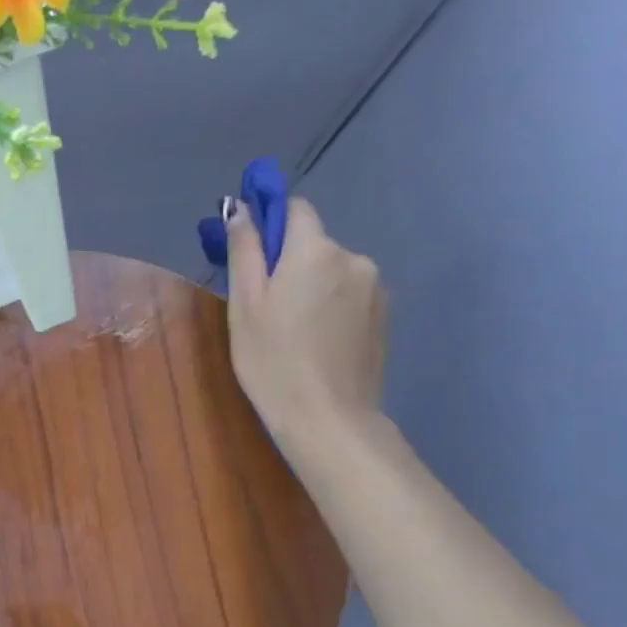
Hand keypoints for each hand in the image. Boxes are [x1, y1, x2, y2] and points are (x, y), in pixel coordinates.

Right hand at [226, 195, 387, 450]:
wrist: (328, 418)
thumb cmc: (272, 359)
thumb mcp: (244, 304)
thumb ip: (244, 250)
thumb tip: (241, 208)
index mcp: (316, 250)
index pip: (296, 209)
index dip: (271, 222)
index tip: (250, 252)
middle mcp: (354, 258)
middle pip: (314, 244)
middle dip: (289, 263)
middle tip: (264, 306)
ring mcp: (376, 288)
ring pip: (332, 271)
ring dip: (312, 286)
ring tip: (292, 330)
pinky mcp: (385, 316)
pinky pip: (350, 295)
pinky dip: (331, 306)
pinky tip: (317, 342)